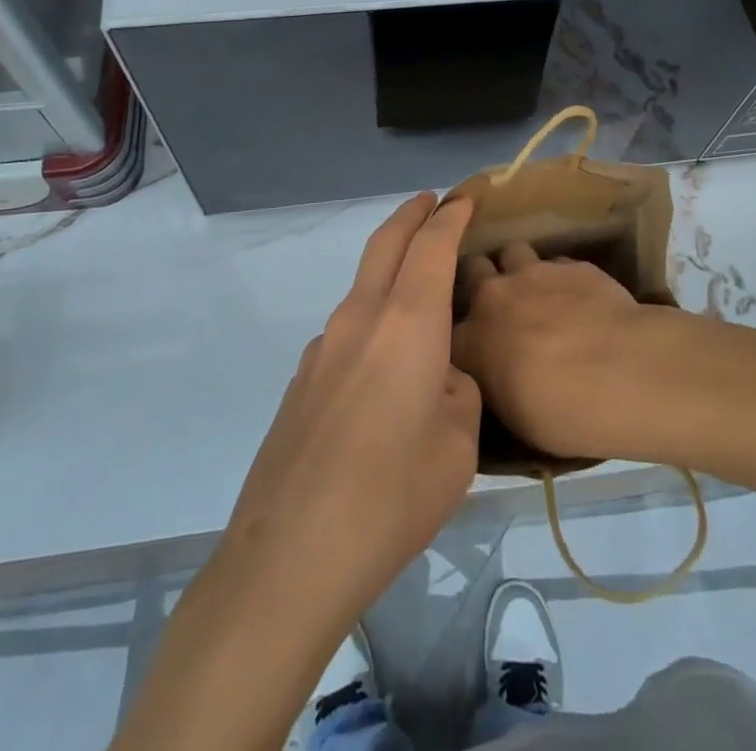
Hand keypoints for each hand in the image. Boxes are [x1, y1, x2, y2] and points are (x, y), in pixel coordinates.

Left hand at [221, 193, 481, 625]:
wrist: (289, 558)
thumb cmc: (392, 496)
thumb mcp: (458, 446)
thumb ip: (457, 392)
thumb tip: (437, 378)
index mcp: (407, 321)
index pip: (431, 244)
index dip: (451, 215)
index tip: (466, 198)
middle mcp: (360, 318)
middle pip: (385, 243)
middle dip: (411, 215)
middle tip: (433, 203)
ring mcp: (323, 347)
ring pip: (363, 286)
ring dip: (390, 270)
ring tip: (420, 296)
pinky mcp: (301, 381)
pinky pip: (347, 330)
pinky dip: (372, 320)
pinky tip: (385, 371)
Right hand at [452, 240, 669, 462]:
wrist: (618, 372)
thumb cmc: (560, 413)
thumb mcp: (514, 416)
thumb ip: (496, 383)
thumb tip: (499, 373)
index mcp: (470, 341)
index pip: (446, 328)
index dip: (461, 331)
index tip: (472, 342)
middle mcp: (493, 297)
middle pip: (473, 269)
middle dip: (482, 280)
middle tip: (499, 303)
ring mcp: (533, 273)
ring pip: (513, 252)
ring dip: (519, 269)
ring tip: (537, 290)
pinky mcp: (571, 264)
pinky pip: (556, 262)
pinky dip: (561, 277)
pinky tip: (579, 296)